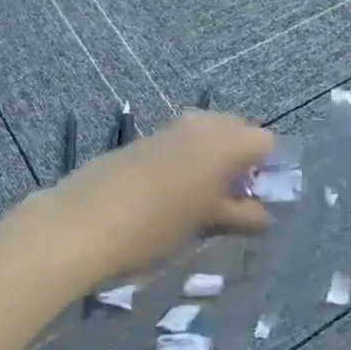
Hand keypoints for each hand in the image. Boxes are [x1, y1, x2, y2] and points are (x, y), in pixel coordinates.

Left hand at [36, 110, 275, 284]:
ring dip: (212, 160)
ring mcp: (169, 128)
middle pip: (238, 131)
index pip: (266, 141)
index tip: (257, 198)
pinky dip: (186, 161)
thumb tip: (263, 215)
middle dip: (241, 160)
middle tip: (233, 198)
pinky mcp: (142, 140)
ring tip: (202, 199)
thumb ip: (241, 216)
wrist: (82, 223)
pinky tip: (169, 194)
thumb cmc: (157, 224)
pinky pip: (180, 142)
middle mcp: (202, 124)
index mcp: (225, 141)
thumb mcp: (206, 224)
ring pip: (207, 135)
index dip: (268, 168)